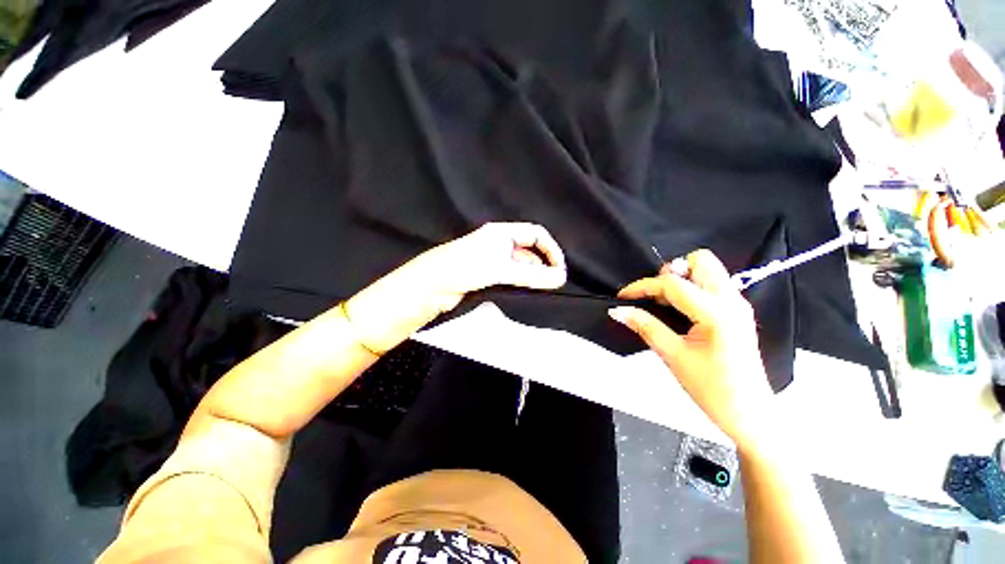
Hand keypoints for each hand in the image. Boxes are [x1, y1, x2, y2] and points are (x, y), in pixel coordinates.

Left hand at [344, 223, 566, 352]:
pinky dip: (522, 283)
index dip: (551, 249)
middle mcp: (498, 244)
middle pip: (530, 250)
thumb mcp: (500, 269)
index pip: (536, 234)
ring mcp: (493, 260)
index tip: (560, 269)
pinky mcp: (487, 275)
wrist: (430, 286)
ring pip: (521, 265)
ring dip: (533, 276)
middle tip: (555, 283)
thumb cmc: (462, 268)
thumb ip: (531, 275)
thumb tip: (559, 278)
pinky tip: (528, 293)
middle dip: (544, 264)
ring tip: (545, 290)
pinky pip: (512, 277)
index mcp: (501, 233)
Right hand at [608, 249, 773, 448]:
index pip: (673, 284)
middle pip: (700, 260)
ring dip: (681, 278)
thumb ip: (644, 326)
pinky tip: (679, 309)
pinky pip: (712, 284)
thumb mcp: (672, 355)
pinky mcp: (737, 312)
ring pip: (708, 270)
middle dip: (671, 271)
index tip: (623, 296)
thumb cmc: (711, 389)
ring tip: (664, 303)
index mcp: (716, 312)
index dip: (642, 286)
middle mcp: (732, 300)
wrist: (749, 414)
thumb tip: (618, 311)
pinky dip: (691, 288)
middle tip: (655, 295)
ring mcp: (738, 304)